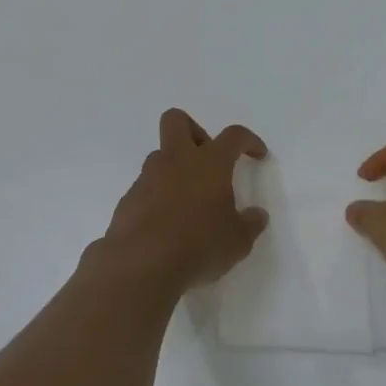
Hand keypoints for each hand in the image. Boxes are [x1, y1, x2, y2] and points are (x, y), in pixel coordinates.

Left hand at [86, 108, 269, 304]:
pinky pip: (146, 188)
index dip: (248, 140)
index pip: (233, 136)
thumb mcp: (237, 241)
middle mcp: (176, 161)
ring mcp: (147, 178)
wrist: (141, 265)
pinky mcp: (128, 200)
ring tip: (188, 202)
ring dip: (175, 169)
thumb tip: (257, 216)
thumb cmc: (199, 245)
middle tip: (207, 160)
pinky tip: (166, 225)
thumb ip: (250, 224)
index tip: (257, 155)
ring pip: (160, 156)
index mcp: (209, 163)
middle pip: (177, 121)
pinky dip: (158, 197)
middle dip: (194, 131)